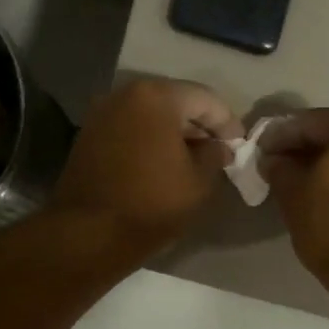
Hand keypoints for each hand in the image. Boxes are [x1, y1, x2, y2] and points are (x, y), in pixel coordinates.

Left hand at [48, 76, 240, 256]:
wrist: (89, 234)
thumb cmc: (152, 204)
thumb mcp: (199, 182)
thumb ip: (215, 155)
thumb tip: (219, 147)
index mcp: (156, 97)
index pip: (204, 99)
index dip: (227, 123)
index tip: (239, 146)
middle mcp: (124, 94)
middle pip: (174, 102)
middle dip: (199, 126)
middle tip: (219, 152)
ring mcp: (102, 114)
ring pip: (150, 116)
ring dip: (173, 133)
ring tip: (193, 160)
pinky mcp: (88, 136)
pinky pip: (130, 130)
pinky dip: (150, 141)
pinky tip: (163, 165)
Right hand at [259, 108, 328, 281]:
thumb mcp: (293, 194)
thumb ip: (279, 168)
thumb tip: (274, 160)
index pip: (309, 122)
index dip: (278, 137)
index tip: (258, 152)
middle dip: (305, 150)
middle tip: (278, 167)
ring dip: (328, 165)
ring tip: (300, 184)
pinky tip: (327, 196)